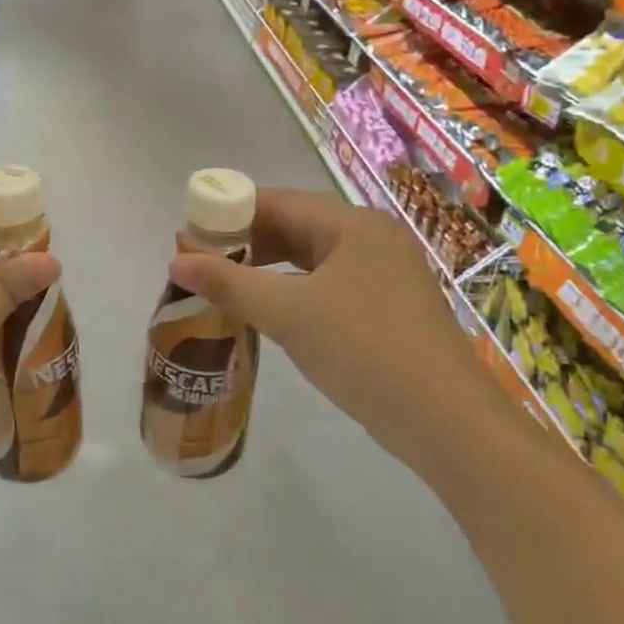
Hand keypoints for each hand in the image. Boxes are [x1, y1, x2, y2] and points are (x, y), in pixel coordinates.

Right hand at [166, 189, 495, 477]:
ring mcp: (385, 273)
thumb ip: (229, 282)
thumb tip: (176, 259)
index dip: (229, 214)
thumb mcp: (287, 313)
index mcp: (352, 224)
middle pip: (295, 226)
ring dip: (268, 268)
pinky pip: (329, 283)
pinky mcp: (389, 306)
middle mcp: (372, 237)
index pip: (277, 202)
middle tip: (202, 264)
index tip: (190, 235)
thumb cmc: (363, 351)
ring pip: (312, 257)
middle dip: (246, 242)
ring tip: (227, 287)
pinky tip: (272, 311)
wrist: (447, 422)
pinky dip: (295, 290)